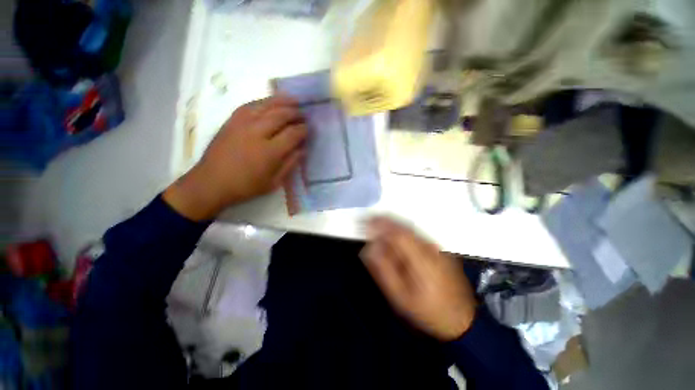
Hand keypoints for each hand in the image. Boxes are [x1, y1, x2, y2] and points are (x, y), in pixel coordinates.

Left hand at [164, 96, 306, 220]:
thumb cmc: (246, 186)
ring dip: (283, 101)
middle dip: (296, 113)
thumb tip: (303, 149)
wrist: (211, 182)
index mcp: (269, 152)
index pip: (293, 134)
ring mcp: (242, 123)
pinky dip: (265, 101)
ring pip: (267, 105)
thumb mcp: (274, 182)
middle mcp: (257, 133)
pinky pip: (251, 104)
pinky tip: (271, 102)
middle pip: (281, 115)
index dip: (303, 129)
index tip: (309, 129)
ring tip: (294, 101)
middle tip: (304, 115)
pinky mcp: (232, 120)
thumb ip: (290, 164)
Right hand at [361, 217, 477, 340]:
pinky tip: (391, 231)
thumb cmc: (428, 311)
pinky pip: (414, 231)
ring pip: (408, 226)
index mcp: (421, 259)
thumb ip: (384, 270)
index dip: (379, 225)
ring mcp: (435, 245)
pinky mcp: (437, 247)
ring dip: (390, 222)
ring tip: (374, 223)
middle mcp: (430, 246)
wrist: (461, 318)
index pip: (397, 233)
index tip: (364, 223)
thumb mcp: (401, 297)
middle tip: (366, 220)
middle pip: (403, 226)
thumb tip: (369, 248)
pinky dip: (399, 227)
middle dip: (382, 220)